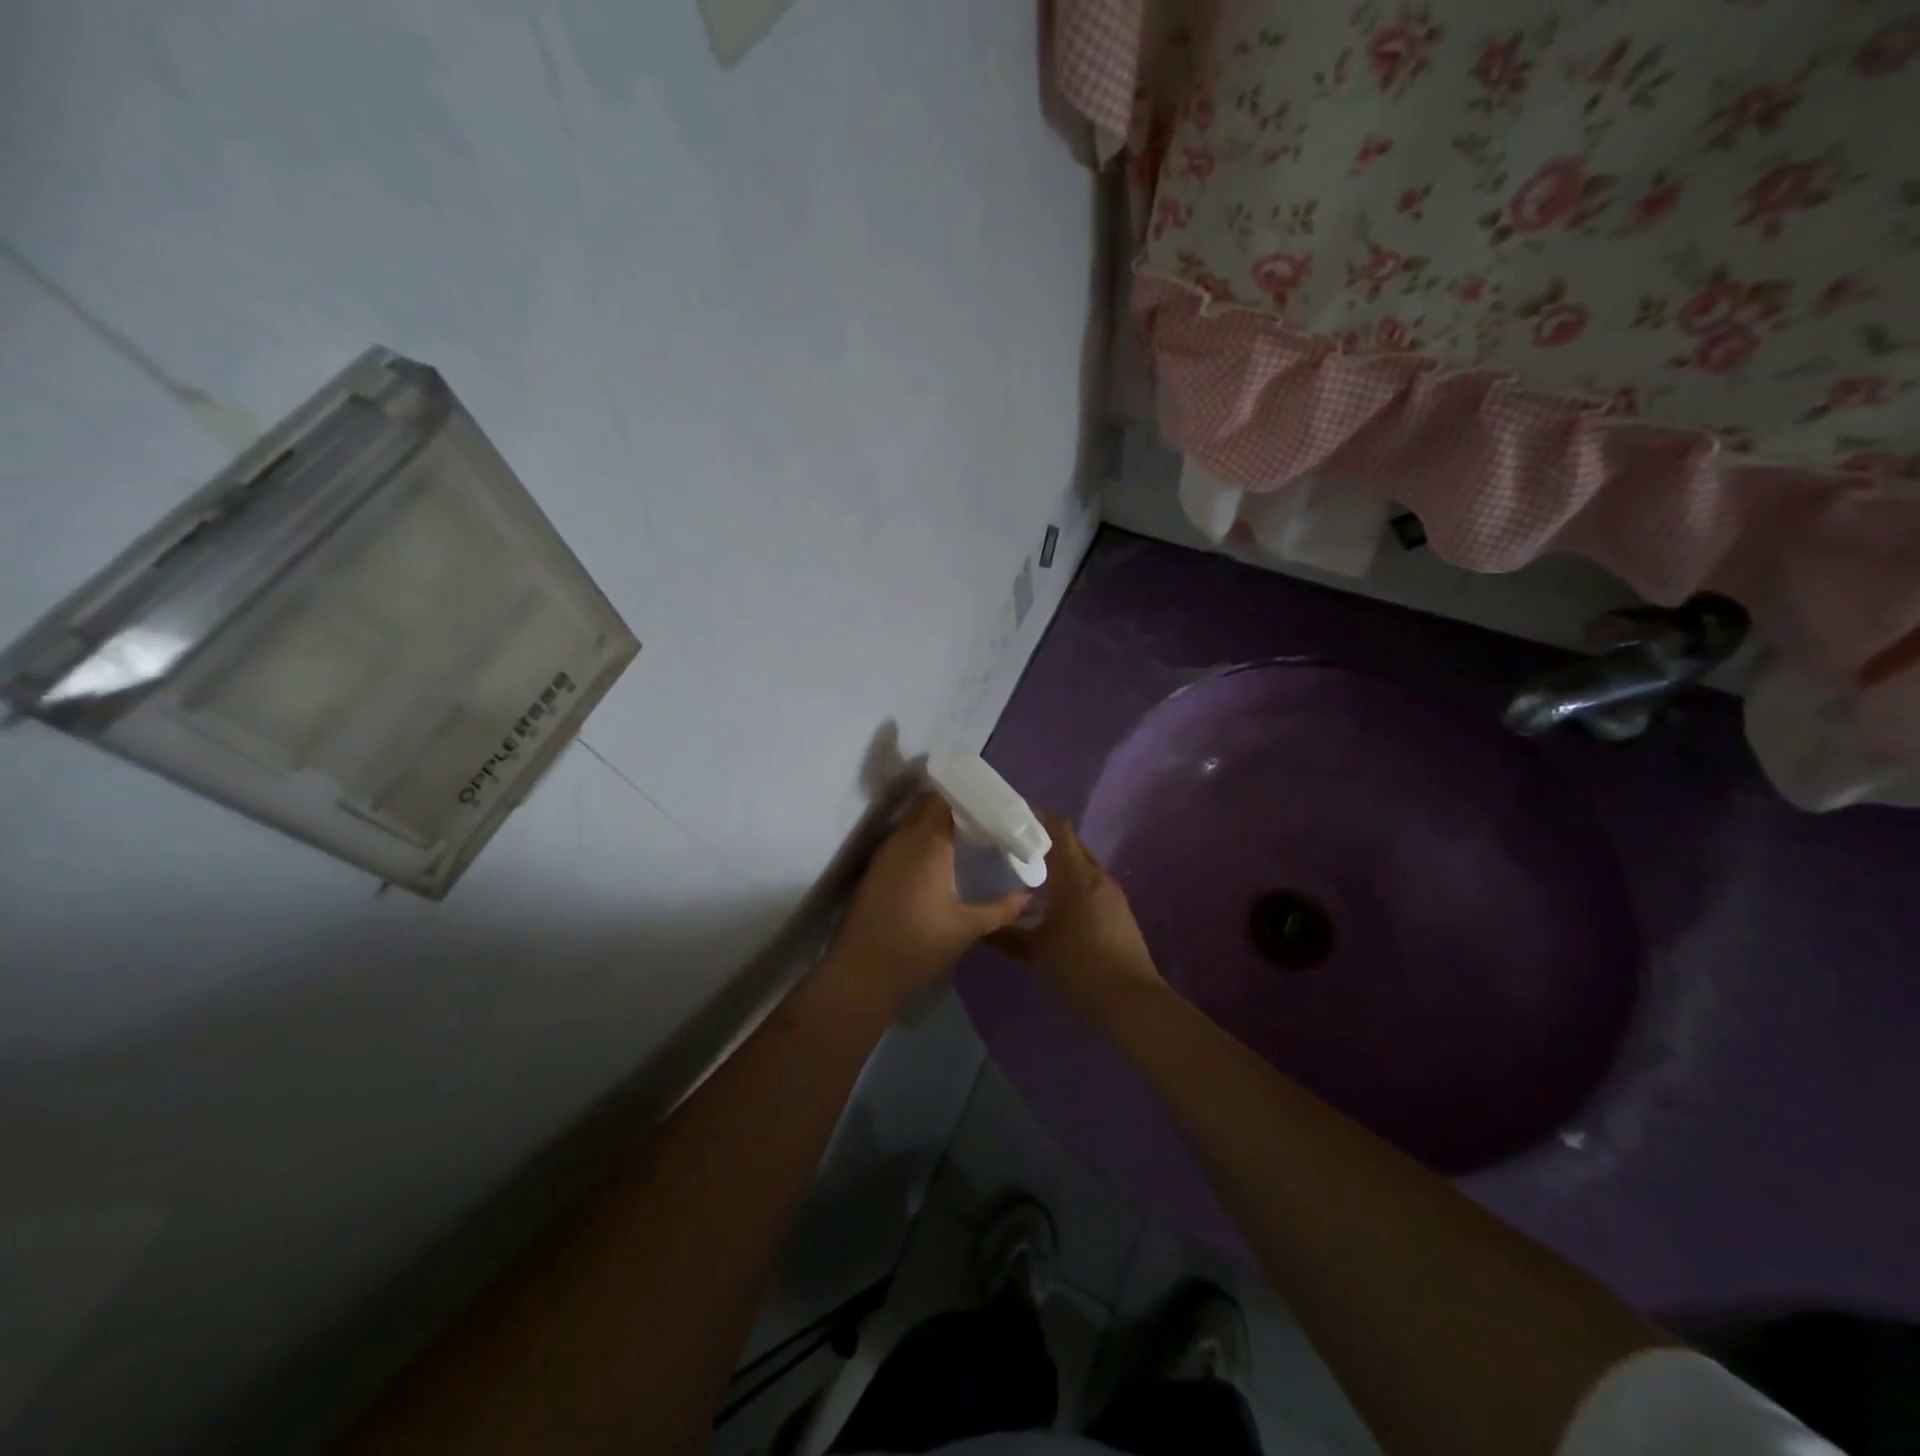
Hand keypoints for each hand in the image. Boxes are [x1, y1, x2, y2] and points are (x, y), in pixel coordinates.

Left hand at [826, 793, 1030, 1006]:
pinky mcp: (875, 870)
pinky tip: (940, 861)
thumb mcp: (967, 928)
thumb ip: (1001, 909)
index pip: (946, 799)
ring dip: (936, 823)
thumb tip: (1030, 897)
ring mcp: (885, 854)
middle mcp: (903, 839)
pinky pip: (902, 841)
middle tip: (984, 819)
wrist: (861, 974)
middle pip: (928, 805)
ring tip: (967, 836)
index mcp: (928, 843)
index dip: (970, 796)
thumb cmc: (918, 946)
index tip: (994, 803)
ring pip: (913, 822)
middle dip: (955, 806)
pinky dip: (922, 841)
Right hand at [989, 813, 1164, 1020]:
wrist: (1132, 1003)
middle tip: (1015, 848)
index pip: (1059, 829)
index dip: (1038, 816)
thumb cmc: (1079, 969)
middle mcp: (1097, 877)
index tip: (1012, 817)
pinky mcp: (1119, 913)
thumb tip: (982, 924)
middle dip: (1046, 841)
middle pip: (1072, 845)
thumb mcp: (1034, 953)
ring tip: (1029, 877)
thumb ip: (1006, 934)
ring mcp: (1112, 895)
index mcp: (1076, 876)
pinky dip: (1071, 885)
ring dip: (1059, 866)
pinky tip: (1053, 906)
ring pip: (1082, 867)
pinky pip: (1091, 887)